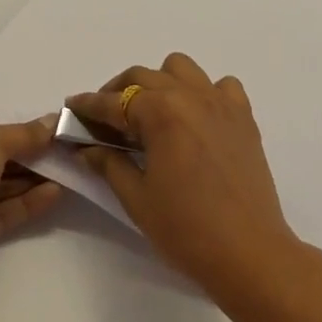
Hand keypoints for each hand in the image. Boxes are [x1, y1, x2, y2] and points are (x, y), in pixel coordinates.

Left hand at [0, 115, 62, 284]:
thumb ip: (25, 133)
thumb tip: (55, 122)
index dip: (10, 126)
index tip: (43, 127)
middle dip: (26, 153)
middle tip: (62, 148)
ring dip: (31, 178)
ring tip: (68, 169)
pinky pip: (1, 211)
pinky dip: (26, 202)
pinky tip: (56, 193)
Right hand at [67, 53, 303, 304]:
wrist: (250, 253)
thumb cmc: (186, 229)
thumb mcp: (137, 198)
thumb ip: (109, 164)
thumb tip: (86, 147)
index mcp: (160, 112)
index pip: (113, 102)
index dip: (88, 105)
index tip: (71, 107)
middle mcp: (189, 94)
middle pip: (143, 76)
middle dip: (118, 92)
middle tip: (105, 119)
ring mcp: (220, 101)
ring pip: (181, 68)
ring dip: (160, 82)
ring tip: (151, 112)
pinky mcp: (243, 116)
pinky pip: (221, 85)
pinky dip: (204, 92)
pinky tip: (197, 118)